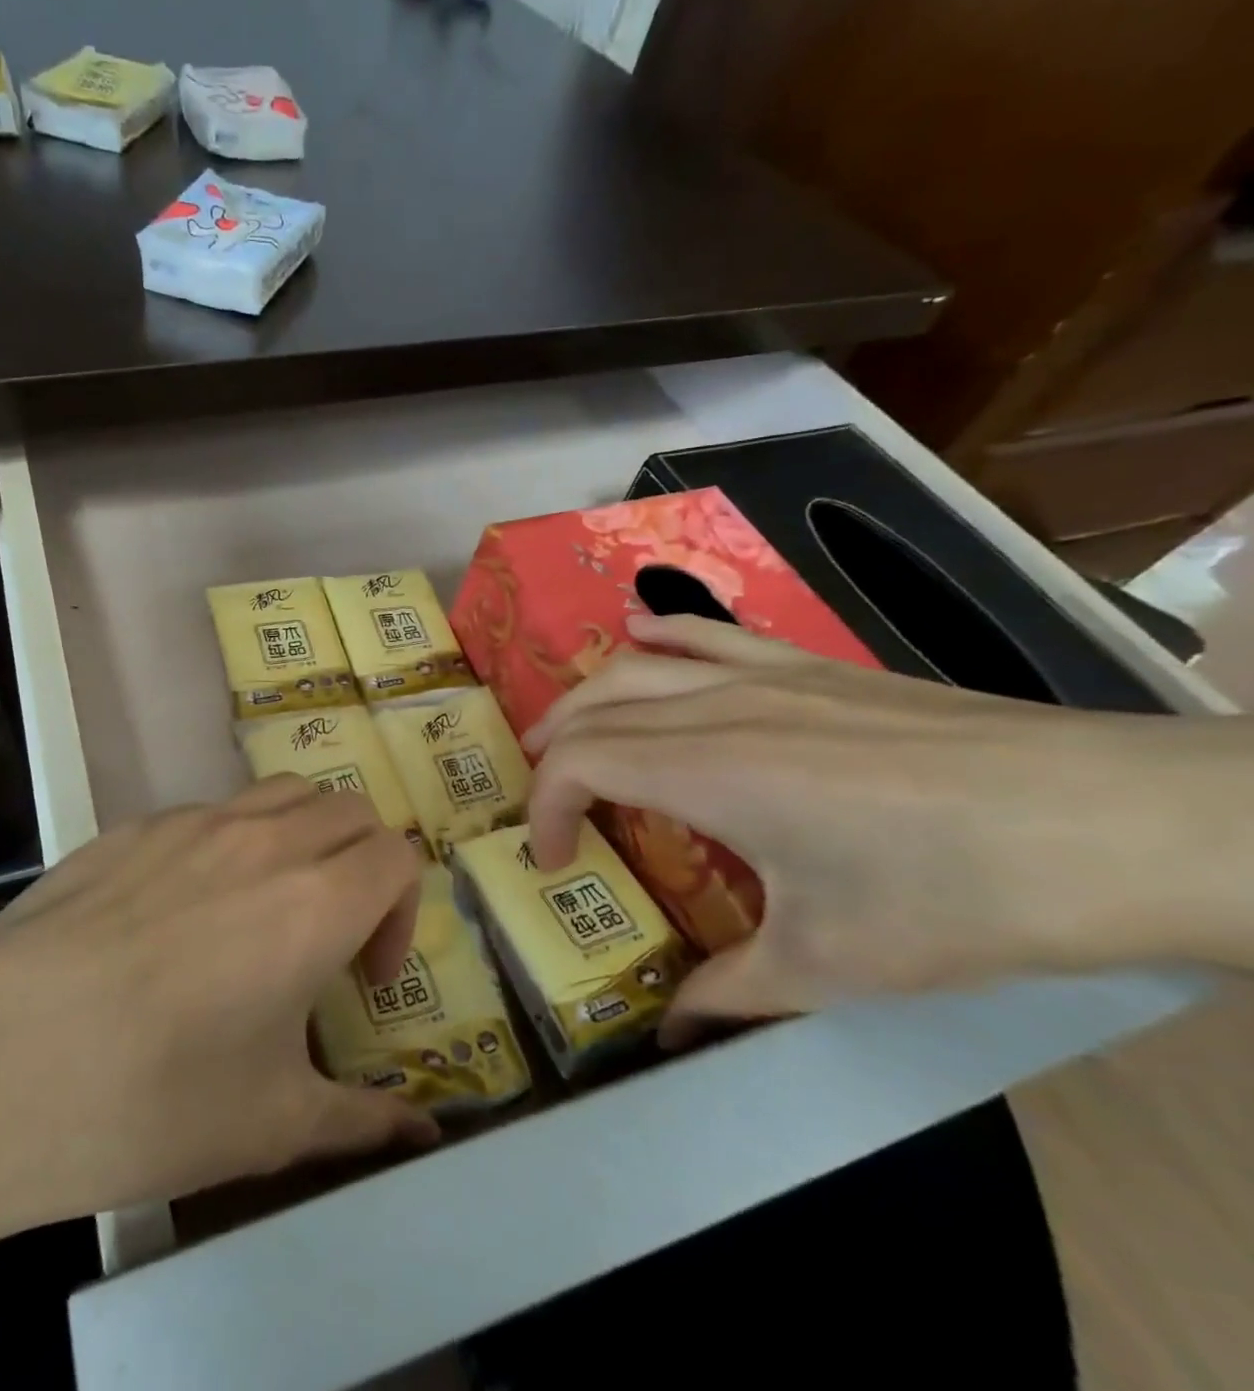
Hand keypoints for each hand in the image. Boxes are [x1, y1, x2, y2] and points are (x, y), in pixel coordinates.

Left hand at [0, 772, 438, 1276]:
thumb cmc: (145, 1100)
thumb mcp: (269, 1125)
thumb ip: (362, 1119)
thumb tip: (422, 1132)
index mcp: (313, 902)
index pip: (397, 855)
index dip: (400, 912)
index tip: (363, 978)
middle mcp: (262, 841)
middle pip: (349, 811)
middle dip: (362, 866)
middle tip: (328, 937)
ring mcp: (191, 823)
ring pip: (283, 795)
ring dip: (302, 840)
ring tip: (266, 911)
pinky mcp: (133, 827)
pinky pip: (211, 813)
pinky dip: (233, 844)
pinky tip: (181, 916)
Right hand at [522, 613, 1245, 1043]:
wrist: (1121, 825)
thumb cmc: (957, 897)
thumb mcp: (831, 964)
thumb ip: (729, 992)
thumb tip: (671, 1034)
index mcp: (704, 770)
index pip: (579, 765)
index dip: (546, 811)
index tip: (557, 863)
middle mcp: (715, 708)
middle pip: (593, 711)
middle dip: (551, 754)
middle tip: (549, 806)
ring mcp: (765, 676)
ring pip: (635, 666)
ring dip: (585, 698)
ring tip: (564, 732)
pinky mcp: (814, 667)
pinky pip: (709, 636)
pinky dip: (660, 634)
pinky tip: (639, 632)